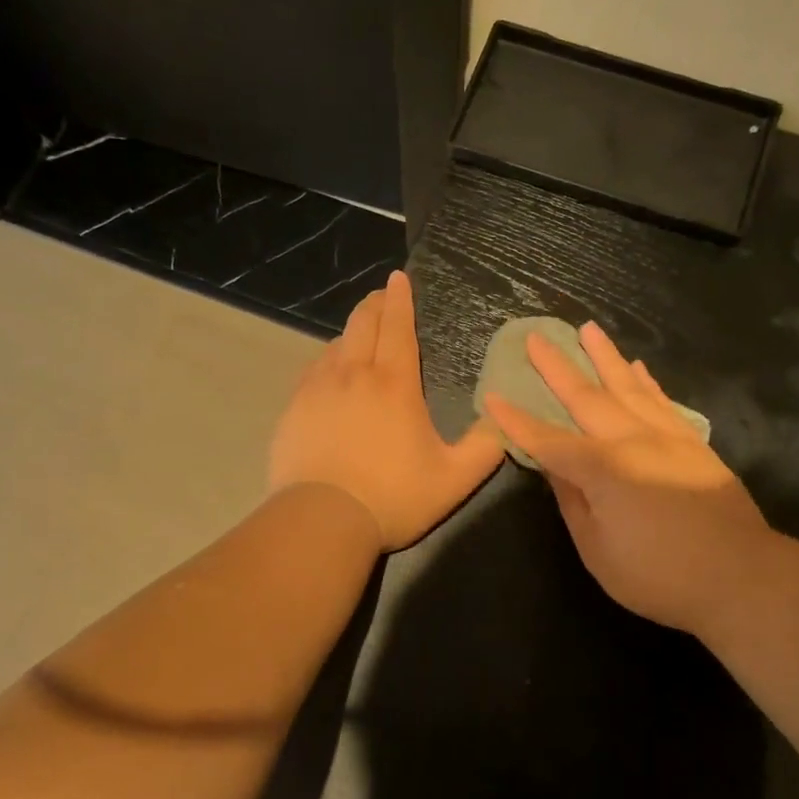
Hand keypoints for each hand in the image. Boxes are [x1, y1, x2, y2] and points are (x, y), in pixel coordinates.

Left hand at [269, 271, 505, 550]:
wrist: (321, 520)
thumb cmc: (393, 497)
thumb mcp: (453, 479)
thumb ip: (484, 448)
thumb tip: (504, 422)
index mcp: (394, 384)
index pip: (397, 327)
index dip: (400, 299)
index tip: (399, 277)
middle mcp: (354, 375)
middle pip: (362, 324)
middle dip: (374, 304)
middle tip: (382, 295)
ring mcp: (318, 390)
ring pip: (335, 345)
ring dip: (351, 332)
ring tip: (359, 334)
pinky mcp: (294, 409)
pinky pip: (313, 371)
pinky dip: (327, 360)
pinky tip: (329, 372)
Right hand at [483, 322, 776, 633]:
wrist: (743, 577)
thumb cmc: (660, 575)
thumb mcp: (599, 551)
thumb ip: (574, 504)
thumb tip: (555, 469)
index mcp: (602, 470)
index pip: (547, 440)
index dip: (517, 420)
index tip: (493, 395)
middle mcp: (631, 441)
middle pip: (586, 397)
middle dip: (556, 367)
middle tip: (536, 337)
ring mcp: (666, 437)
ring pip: (627, 387)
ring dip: (604, 357)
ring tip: (588, 329)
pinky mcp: (692, 444)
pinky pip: (661, 401)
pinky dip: (645, 381)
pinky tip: (636, 367)